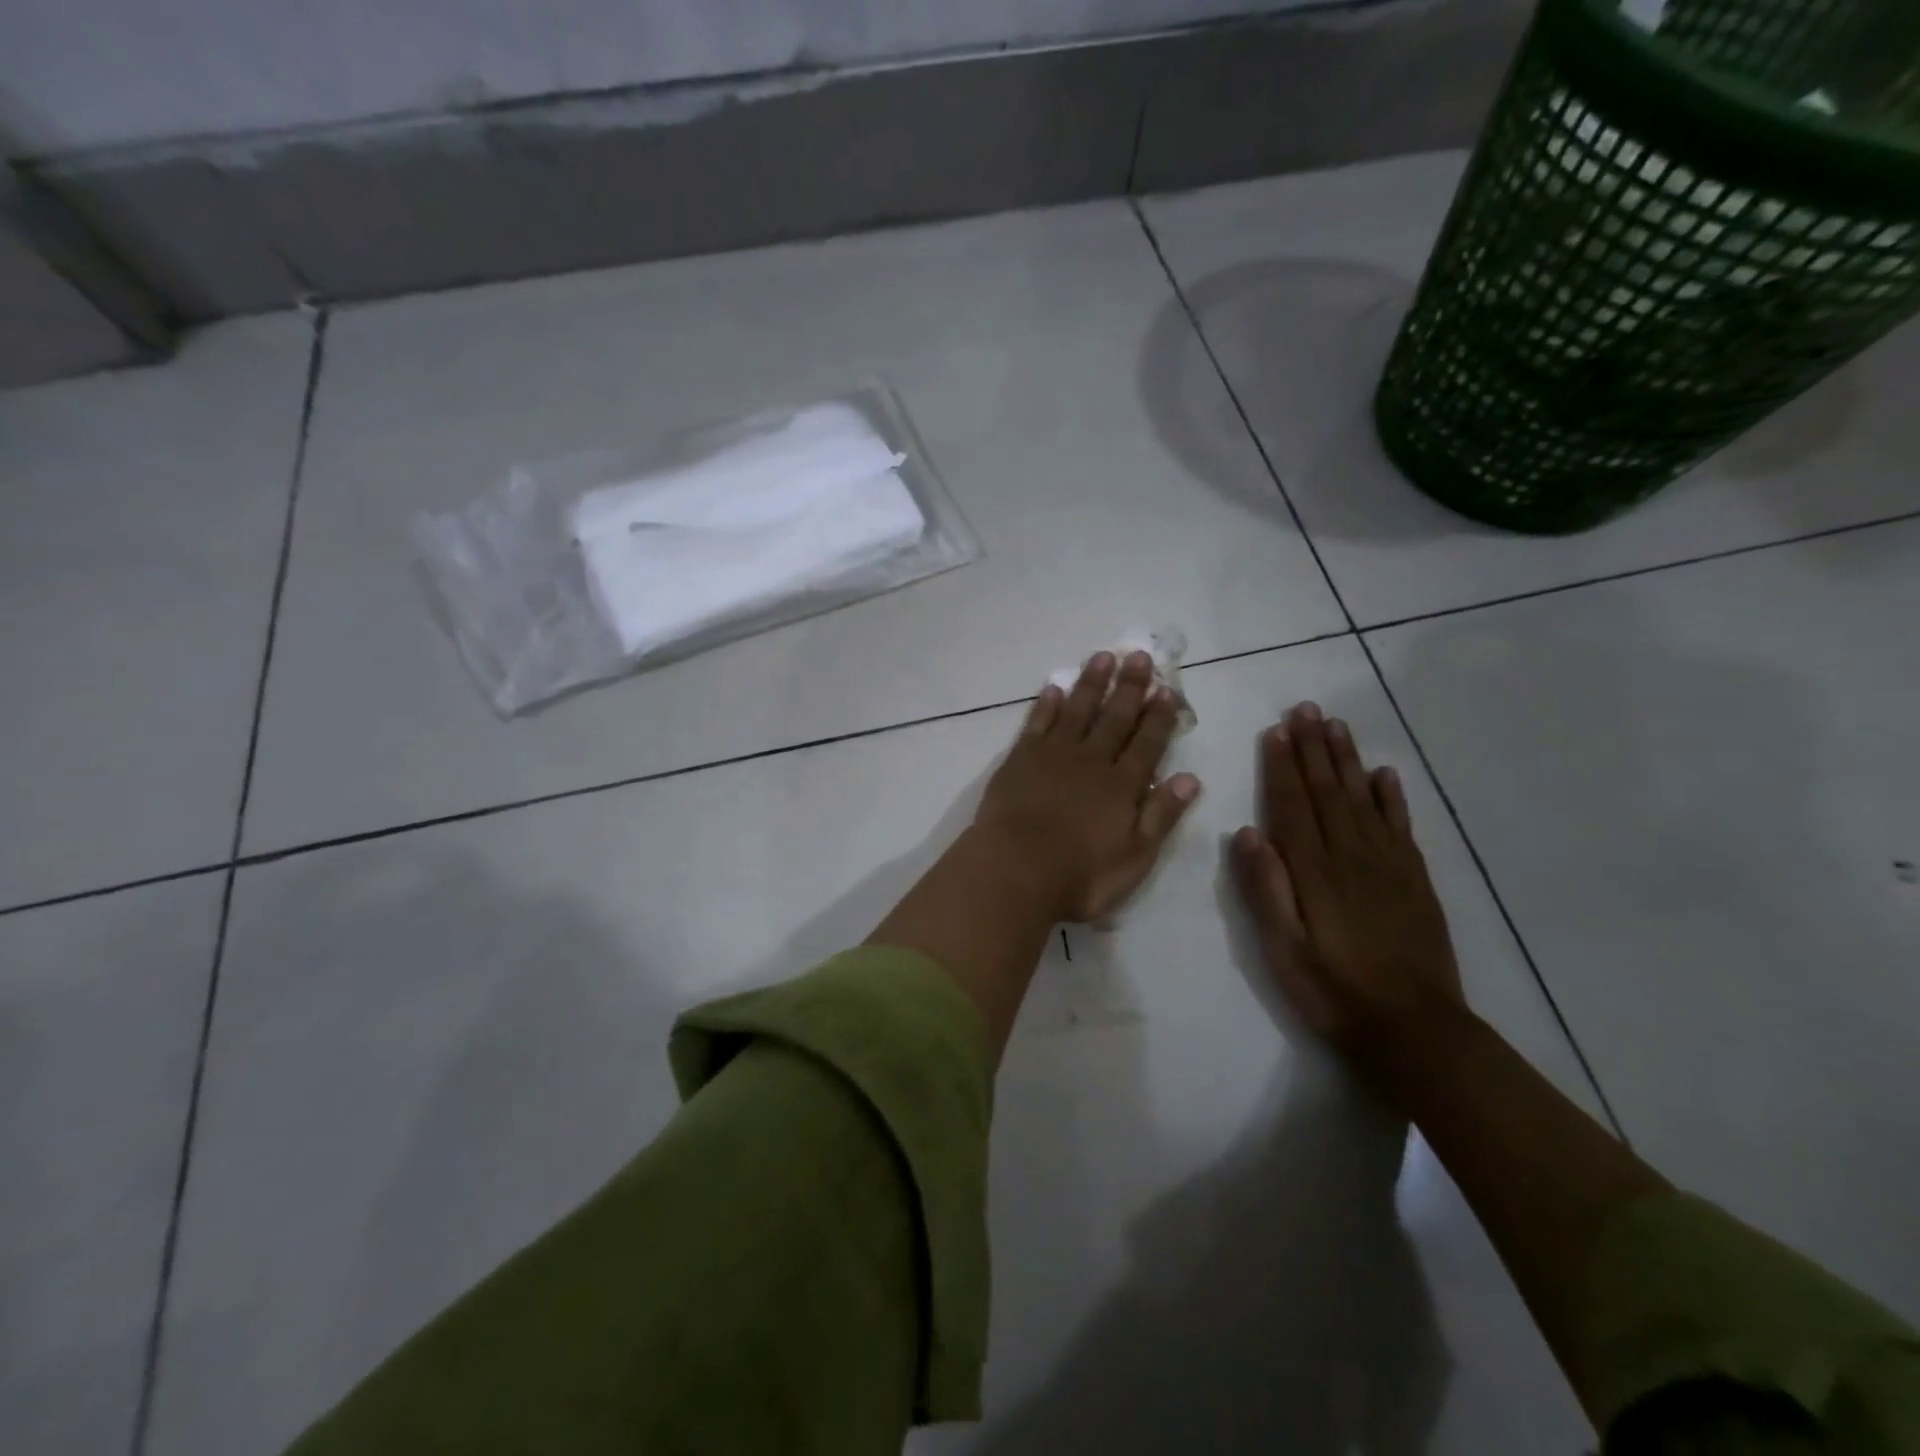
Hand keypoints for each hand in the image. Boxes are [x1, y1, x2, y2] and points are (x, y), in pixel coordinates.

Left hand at [975, 651, 1201, 922]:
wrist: (1016, 868)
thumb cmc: (1080, 874)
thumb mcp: (1135, 857)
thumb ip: (1161, 815)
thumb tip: (1190, 779)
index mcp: (1122, 786)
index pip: (1147, 743)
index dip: (1159, 716)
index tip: (1167, 689)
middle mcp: (1092, 761)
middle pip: (1115, 718)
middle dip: (1129, 687)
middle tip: (1140, 656)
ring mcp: (1054, 755)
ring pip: (1077, 710)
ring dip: (1091, 684)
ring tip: (1103, 657)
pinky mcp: (1020, 758)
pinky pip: (1037, 723)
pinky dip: (1046, 705)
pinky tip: (1053, 688)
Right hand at [1231, 702, 1463, 1056]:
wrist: (1416, 1030)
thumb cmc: (1334, 991)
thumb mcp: (1283, 950)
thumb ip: (1266, 889)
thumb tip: (1246, 832)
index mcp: (1315, 871)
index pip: (1293, 805)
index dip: (1282, 766)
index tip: (1275, 730)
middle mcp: (1352, 855)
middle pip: (1328, 791)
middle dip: (1313, 748)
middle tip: (1304, 709)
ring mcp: (1388, 864)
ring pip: (1363, 798)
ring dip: (1347, 759)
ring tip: (1335, 725)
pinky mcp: (1414, 879)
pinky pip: (1401, 825)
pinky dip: (1392, 796)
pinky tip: (1384, 774)